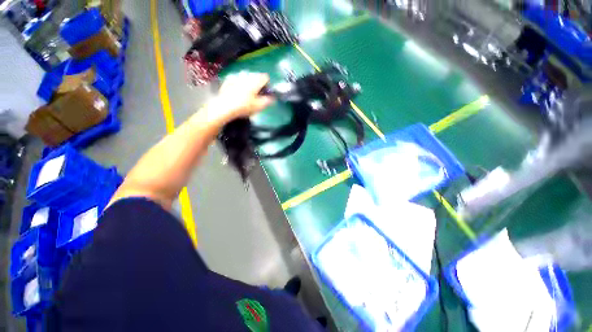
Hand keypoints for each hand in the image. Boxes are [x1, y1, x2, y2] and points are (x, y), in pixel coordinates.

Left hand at [207, 72, 273, 124]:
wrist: (224, 107)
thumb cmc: (244, 107)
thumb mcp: (259, 106)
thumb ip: (268, 101)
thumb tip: (272, 98)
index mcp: (255, 81)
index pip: (265, 77)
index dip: (268, 84)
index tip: (266, 92)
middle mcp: (246, 76)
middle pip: (256, 76)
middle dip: (258, 84)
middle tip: (258, 95)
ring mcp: (236, 77)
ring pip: (246, 77)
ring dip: (248, 83)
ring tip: (248, 94)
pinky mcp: (227, 81)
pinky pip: (236, 80)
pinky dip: (239, 84)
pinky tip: (237, 91)